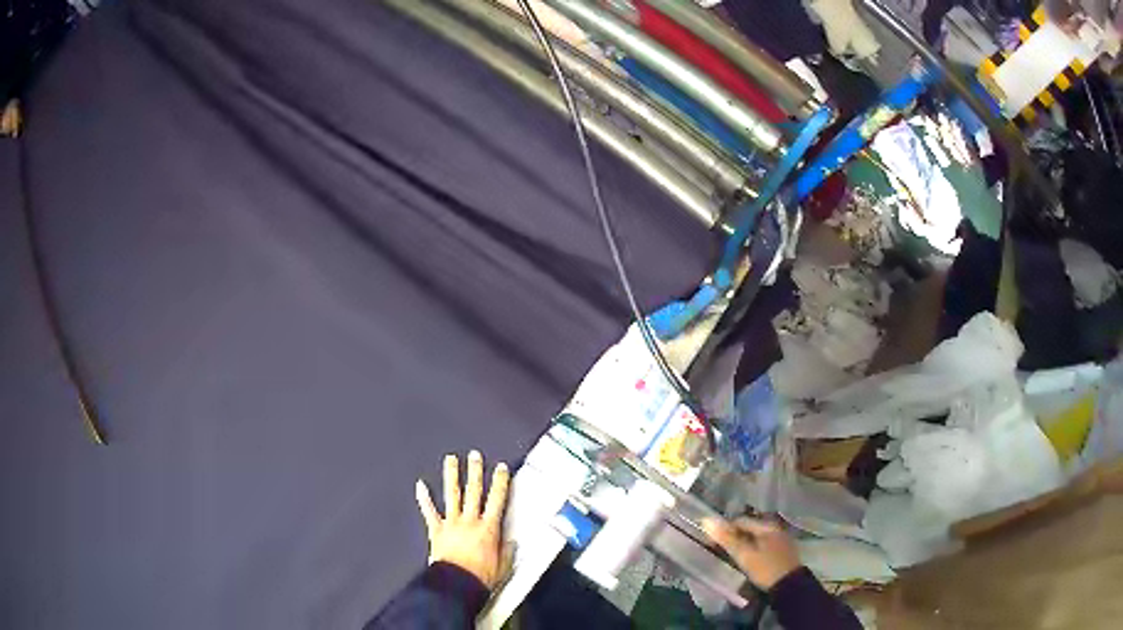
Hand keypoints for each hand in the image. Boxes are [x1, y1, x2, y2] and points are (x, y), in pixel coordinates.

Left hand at [415, 451, 510, 588]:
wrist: (457, 585)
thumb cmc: (481, 577)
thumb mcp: (503, 566)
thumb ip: (507, 551)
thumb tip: (512, 542)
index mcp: (489, 528)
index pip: (497, 500)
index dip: (500, 482)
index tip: (501, 468)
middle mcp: (470, 521)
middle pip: (474, 491)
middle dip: (475, 471)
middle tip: (475, 455)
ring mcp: (451, 524)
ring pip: (452, 495)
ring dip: (452, 476)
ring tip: (451, 460)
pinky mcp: (436, 530)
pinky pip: (429, 512)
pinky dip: (424, 499)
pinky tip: (420, 485)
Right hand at [702, 516, 800, 590]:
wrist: (789, 585)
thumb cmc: (765, 568)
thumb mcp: (744, 554)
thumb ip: (726, 538)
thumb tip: (706, 520)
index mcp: (766, 525)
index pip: (739, 521)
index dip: (723, 530)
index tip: (711, 543)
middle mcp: (775, 527)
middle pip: (749, 527)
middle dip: (733, 536)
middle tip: (720, 550)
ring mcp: (780, 537)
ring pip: (756, 536)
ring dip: (743, 542)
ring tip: (732, 555)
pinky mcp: (782, 549)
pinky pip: (763, 543)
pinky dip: (752, 548)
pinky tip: (748, 558)